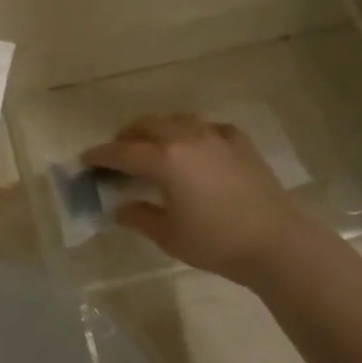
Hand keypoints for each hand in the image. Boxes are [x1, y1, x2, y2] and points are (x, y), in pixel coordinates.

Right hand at [81, 115, 309, 286]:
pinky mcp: (240, 142)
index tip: (86, 159)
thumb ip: (139, 217)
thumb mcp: (168, 236)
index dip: (101, 155)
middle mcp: (186, 138)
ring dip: (158, 129)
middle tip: (117, 152)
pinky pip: (207, 128)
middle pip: (147, 125)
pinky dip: (192, 133)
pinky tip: (195, 147)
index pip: (122, 152)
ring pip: (177, 120)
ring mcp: (216, 136)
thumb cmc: (215, 242)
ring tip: (153, 146)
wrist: (275, 242)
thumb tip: (121, 207)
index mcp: (164, 160)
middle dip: (127, 136)